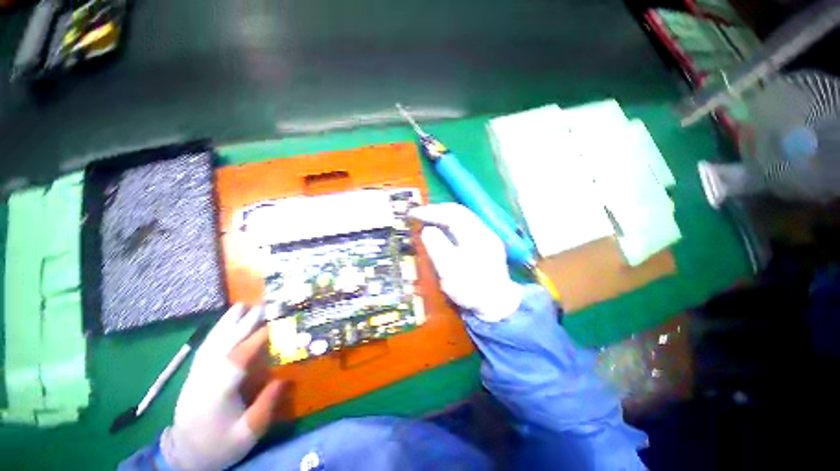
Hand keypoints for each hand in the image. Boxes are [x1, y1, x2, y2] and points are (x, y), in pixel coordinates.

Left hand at [161, 304, 283, 470]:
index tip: (274, 324)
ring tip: (241, 306)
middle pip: (223, 346)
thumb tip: (284, 379)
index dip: (255, 340)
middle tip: (262, 306)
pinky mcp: (192, 375)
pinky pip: (204, 348)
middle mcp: (202, 380)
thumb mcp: (247, 434)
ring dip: (226, 323)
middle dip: (243, 324)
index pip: (236, 361)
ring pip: (210, 344)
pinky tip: (223, 323)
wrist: (186, 456)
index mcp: (215, 395)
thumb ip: (265, 407)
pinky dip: (215, 332)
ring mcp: (194, 376)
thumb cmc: (220, 445)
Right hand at [409, 203, 522, 321]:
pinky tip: (442, 228)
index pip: (451, 214)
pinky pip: (465, 224)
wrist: (497, 304)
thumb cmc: (472, 290)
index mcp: (476, 236)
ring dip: (443, 214)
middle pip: (458, 211)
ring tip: (427, 218)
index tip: (412, 213)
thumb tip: (427, 229)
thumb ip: (438, 248)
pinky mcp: (486, 241)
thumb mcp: (450, 271)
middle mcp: (484, 230)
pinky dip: (450, 222)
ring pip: (463, 216)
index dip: (430, 212)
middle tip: (418, 214)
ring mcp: (487, 235)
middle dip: (436, 210)